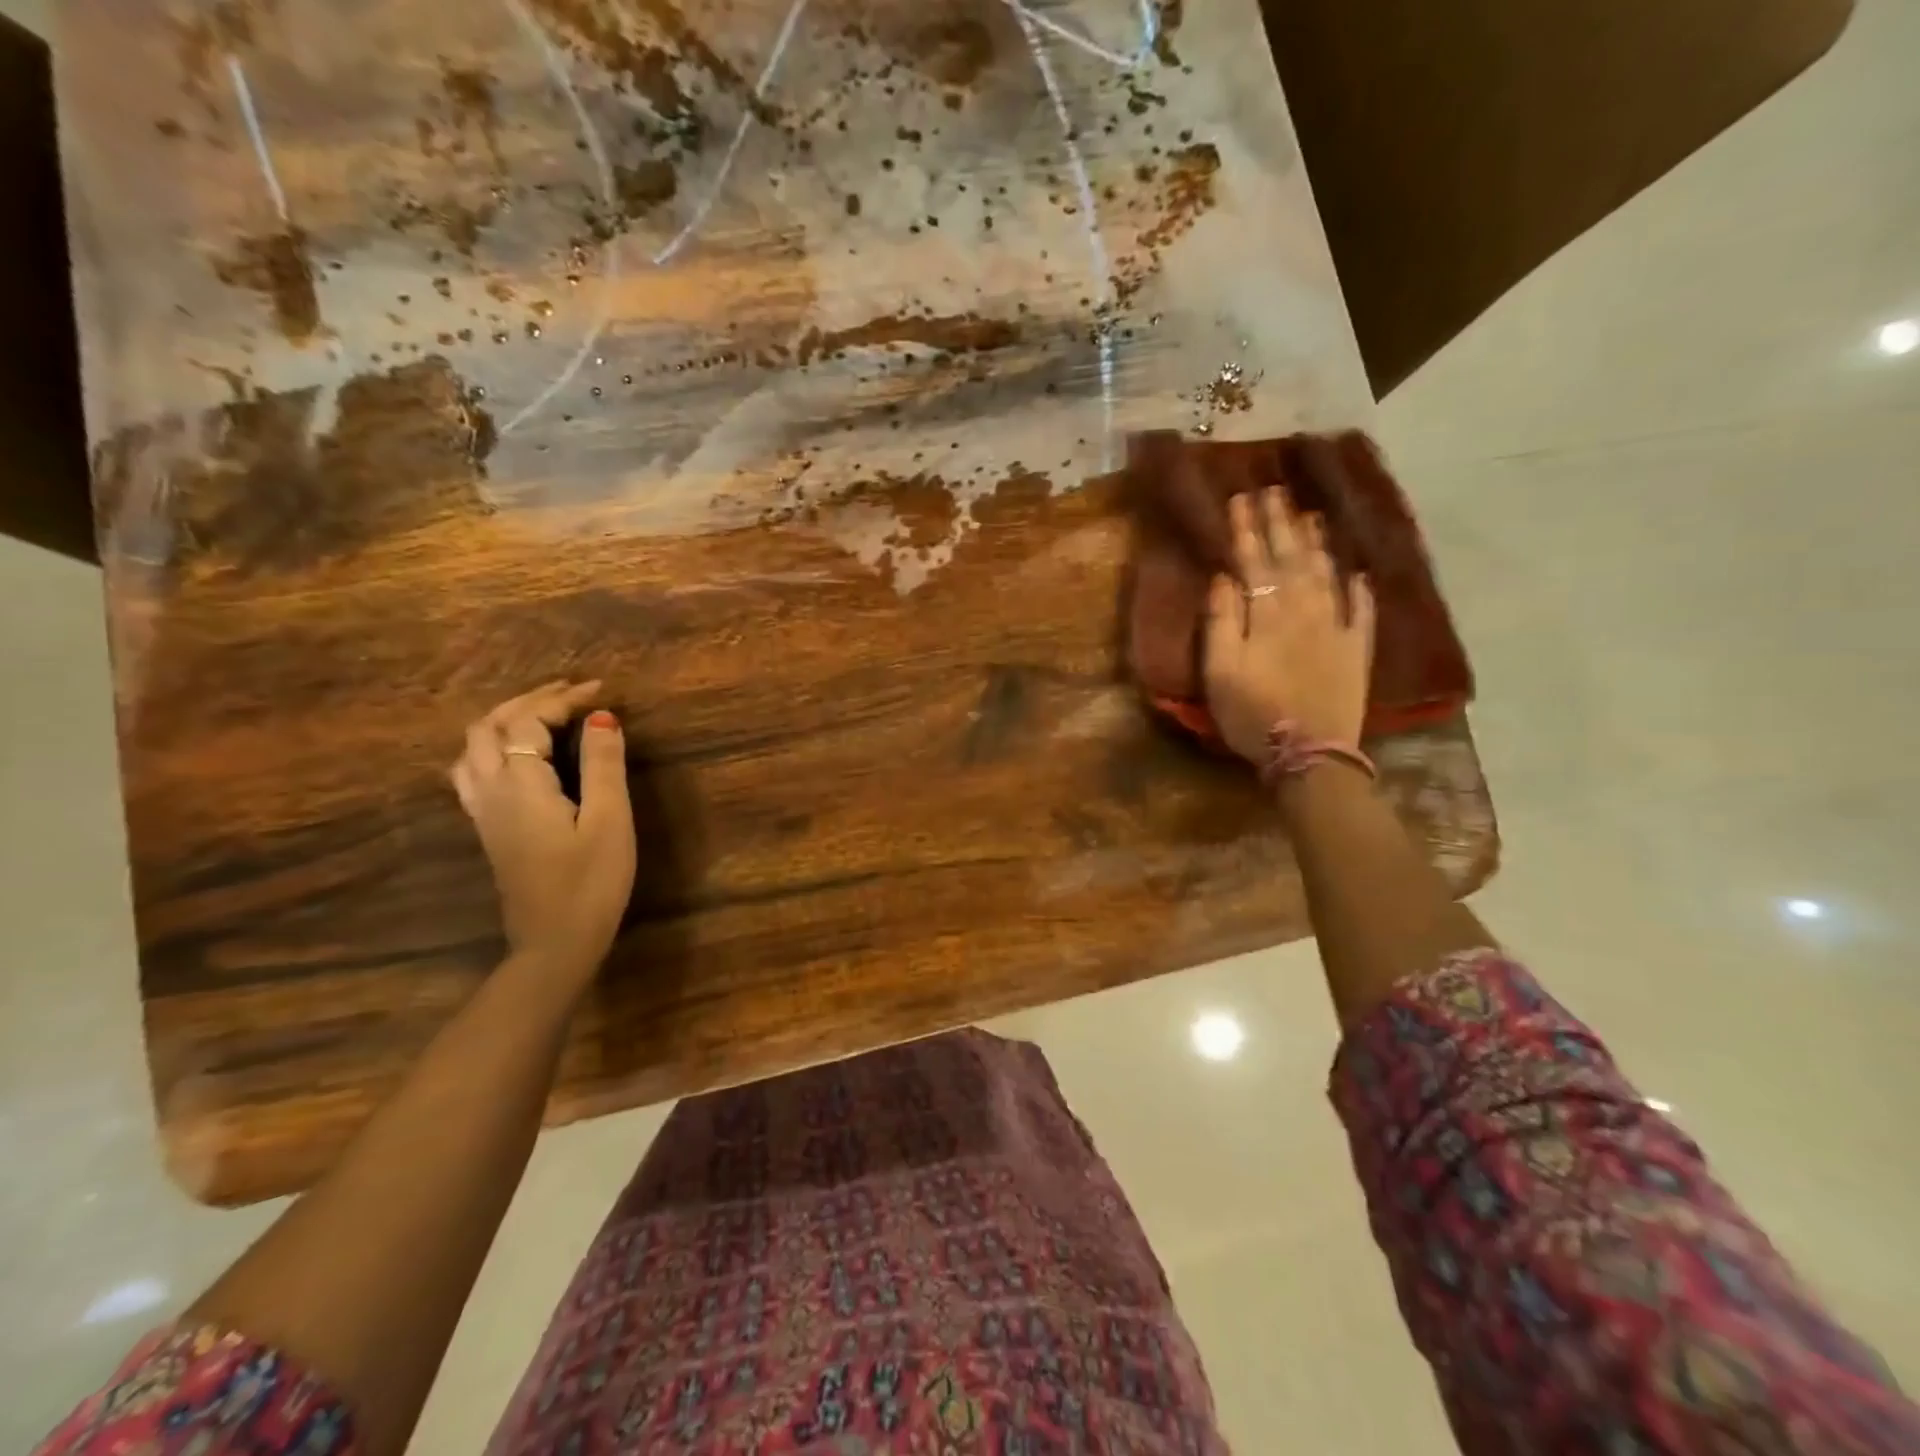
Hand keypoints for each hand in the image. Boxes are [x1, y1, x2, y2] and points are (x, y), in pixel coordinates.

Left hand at [449, 680, 635, 976]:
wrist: (554, 943)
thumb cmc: (591, 882)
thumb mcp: (610, 820)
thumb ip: (604, 765)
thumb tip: (602, 717)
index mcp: (521, 784)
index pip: (530, 722)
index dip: (563, 699)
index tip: (601, 691)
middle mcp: (491, 790)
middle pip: (489, 727)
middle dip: (528, 701)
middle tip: (571, 694)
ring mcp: (483, 812)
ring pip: (473, 749)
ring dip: (504, 722)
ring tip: (542, 717)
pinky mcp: (488, 830)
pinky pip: (473, 771)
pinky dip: (494, 747)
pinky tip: (519, 757)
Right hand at [1203, 488, 1374, 765]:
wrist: (1310, 754)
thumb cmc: (1252, 714)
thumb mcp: (1220, 671)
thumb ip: (1221, 622)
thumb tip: (1224, 577)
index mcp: (1268, 615)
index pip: (1255, 562)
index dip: (1247, 529)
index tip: (1241, 497)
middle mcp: (1306, 611)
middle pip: (1292, 559)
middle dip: (1280, 523)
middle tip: (1274, 490)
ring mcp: (1336, 628)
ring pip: (1326, 575)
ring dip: (1317, 543)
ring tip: (1310, 515)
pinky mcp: (1357, 650)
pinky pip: (1361, 611)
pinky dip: (1359, 589)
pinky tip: (1357, 572)